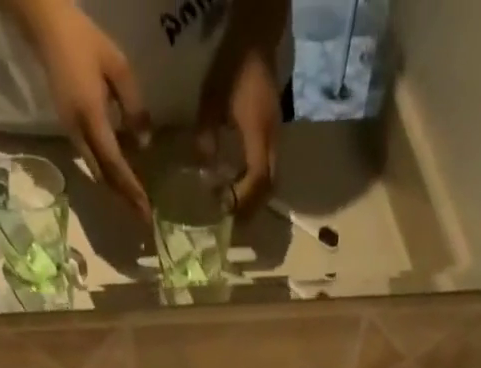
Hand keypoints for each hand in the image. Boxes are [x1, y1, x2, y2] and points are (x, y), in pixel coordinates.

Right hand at [25, 3, 151, 214]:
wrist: (46, 27)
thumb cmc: (84, 40)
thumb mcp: (118, 66)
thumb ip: (133, 105)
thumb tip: (144, 144)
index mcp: (91, 117)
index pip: (114, 163)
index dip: (131, 188)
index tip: (145, 210)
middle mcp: (79, 132)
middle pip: (103, 177)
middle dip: (123, 198)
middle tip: (142, 216)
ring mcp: (71, 133)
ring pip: (96, 172)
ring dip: (115, 189)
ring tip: (133, 201)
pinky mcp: (69, 129)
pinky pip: (90, 160)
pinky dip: (106, 174)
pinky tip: (119, 176)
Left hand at [198, 41, 280, 215]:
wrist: (255, 36)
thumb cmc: (232, 66)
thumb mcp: (211, 101)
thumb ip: (207, 137)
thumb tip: (204, 170)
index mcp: (258, 133)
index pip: (258, 179)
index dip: (243, 199)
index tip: (225, 208)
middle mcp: (273, 138)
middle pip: (270, 186)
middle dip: (252, 206)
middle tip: (232, 218)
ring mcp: (276, 135)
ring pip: (273, 178)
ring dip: (255, 196)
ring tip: (235, 205)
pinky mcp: (274, 132)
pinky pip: (270, 167)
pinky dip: (257, 182)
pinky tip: (240, 184)